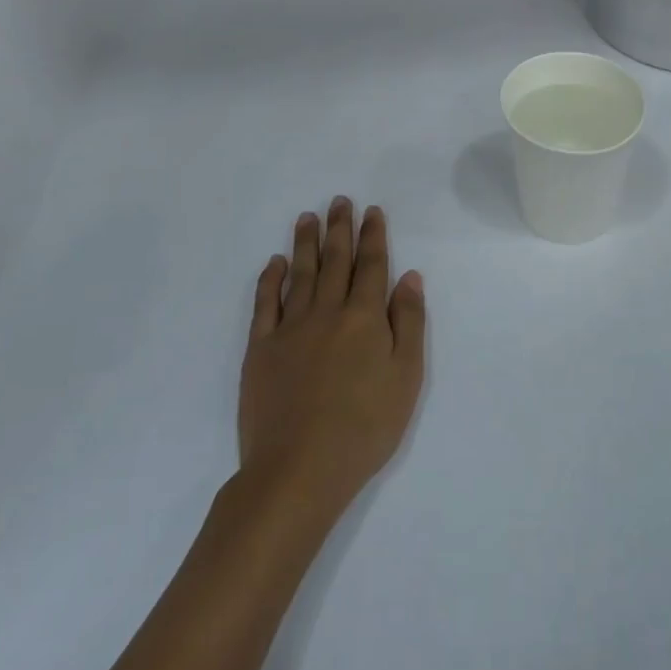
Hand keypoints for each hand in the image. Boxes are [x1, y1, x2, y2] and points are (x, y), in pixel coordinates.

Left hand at [239, 199, 425, 520]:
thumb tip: (410, 277)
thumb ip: (409, 323)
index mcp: (365, 318)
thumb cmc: (364, 427)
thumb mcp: (406, 378)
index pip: (372, 266)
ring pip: (300, 273)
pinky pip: (265, 303)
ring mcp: (290, 328)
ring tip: (307, 217)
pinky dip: (270, 279)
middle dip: (340, 228)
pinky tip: (275, 263)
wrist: (298, 469)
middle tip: (339, 201)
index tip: (372, 211)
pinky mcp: (261, 348)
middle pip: (335, 260)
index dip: (373, 236)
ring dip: (305, 242)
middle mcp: (327, 312)